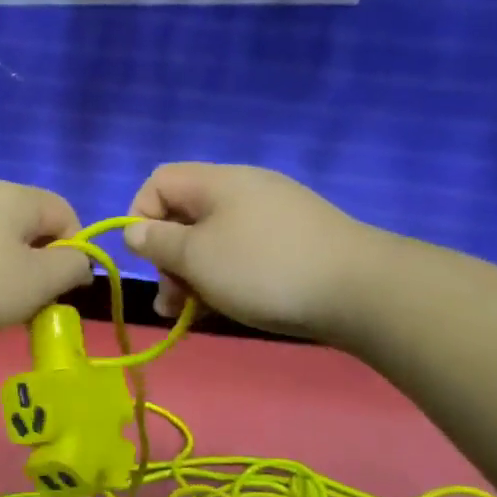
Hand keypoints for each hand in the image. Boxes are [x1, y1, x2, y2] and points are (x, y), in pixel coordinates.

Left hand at [0, 180, 91, 343]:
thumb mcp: (38, 282)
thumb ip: (71, 267)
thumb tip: (79, 260)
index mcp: (15, 195)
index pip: (65, 212)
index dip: (74, 250)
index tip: (61, 288)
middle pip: (28, 223)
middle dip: (37, 262)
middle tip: (28, 300)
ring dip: (5, 268)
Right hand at [124, 163, 392, 341]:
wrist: (361, 290)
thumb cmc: (263, 269)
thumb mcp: (197, 257)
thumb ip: (158, 242)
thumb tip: (135, 230)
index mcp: (216, 182)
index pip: (158, 182)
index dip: (140, 217)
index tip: (148, 259)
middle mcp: (243, 189)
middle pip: (185, 214)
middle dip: (168, 258)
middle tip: (172, 300)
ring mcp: (273, 215)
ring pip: (213, 239)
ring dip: (194, 275)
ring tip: (193, 313)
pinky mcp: (294, 241)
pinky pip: (244, 252)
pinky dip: (226, 277)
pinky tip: (228, 307)